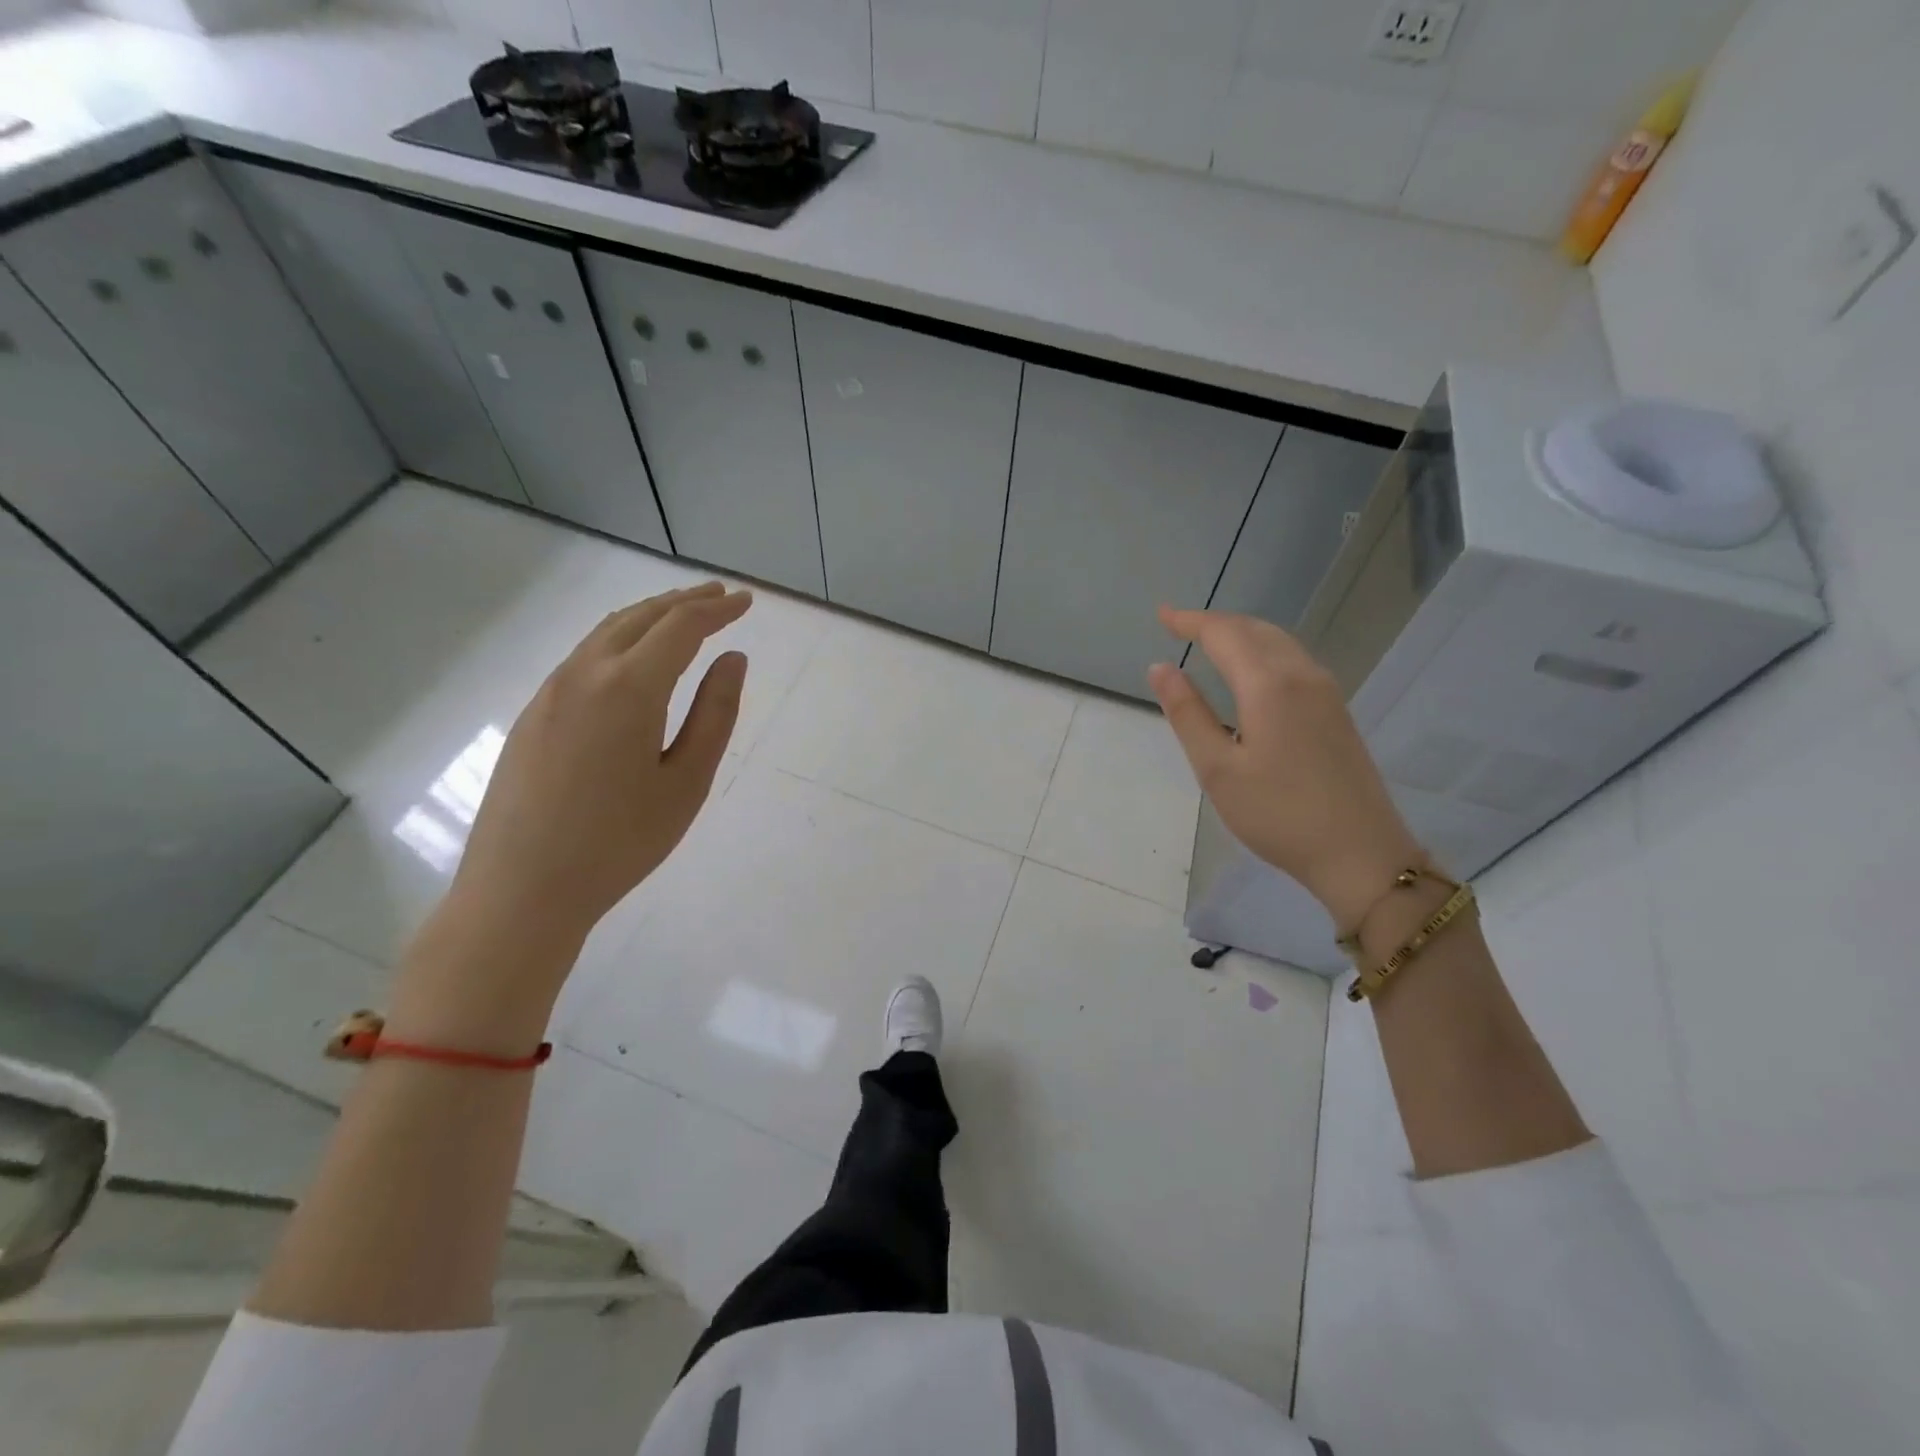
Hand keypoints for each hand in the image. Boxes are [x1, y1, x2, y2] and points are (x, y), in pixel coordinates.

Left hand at [444, 581, 750, 962]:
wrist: (522, 889)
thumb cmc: (620, 842)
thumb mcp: (686, 781)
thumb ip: (715, 714)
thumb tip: (733, 658)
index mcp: (629, 687)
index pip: (681, 627)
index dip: (717, 609)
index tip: (746, 602)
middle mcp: (584, 674)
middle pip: (640, 617)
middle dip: (684, 601)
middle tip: (720, 596)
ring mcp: (550, 691)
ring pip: (606, 632)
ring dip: (649, 616)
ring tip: (682, 616)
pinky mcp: (533, 714)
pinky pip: (584, 656)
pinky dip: (620, 639)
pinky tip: (634, 659)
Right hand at [1148, 606, 1420, 929]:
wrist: (1361, 853)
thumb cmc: (1278, 814)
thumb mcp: (1217, 769)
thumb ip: (1187, 713)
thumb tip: (1160, 667)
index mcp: (1269, 685)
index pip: (1224, 634)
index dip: (1190, 620)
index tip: (1161, 614)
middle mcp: (1302, 675)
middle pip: (1254, 630)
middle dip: (1215, 623)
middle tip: (1179, 625)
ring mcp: (1326, 692)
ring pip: (1279, 642)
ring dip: (1241, 633)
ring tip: (1209, 641)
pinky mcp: (1337, 711)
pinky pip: (1294, 660)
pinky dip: (1263, 650)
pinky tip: (1251, 672)